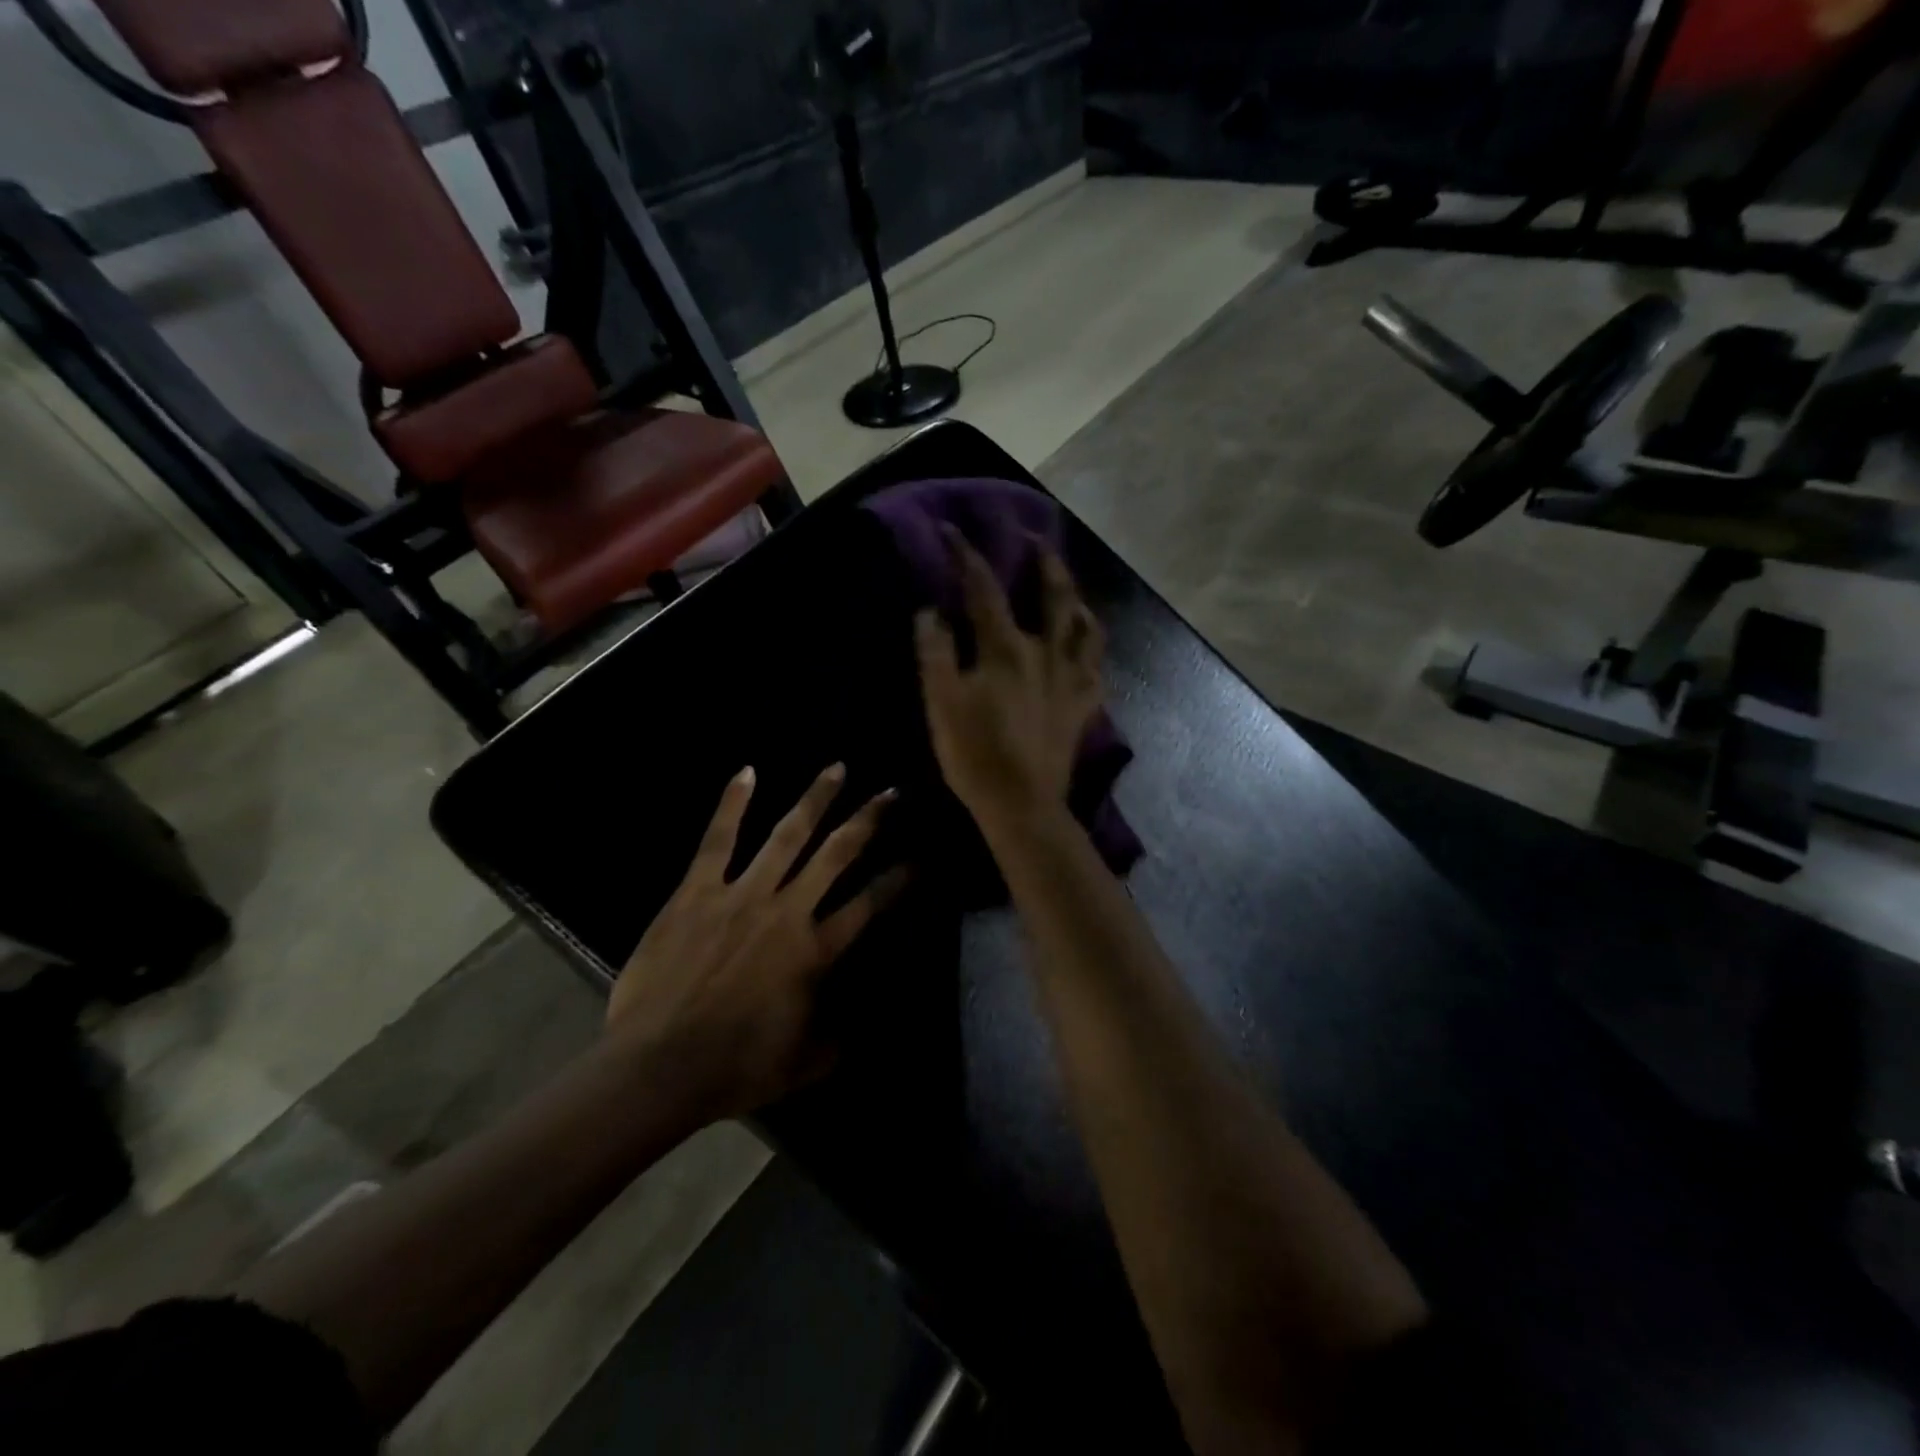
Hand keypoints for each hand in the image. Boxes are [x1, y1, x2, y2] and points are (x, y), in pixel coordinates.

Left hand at [607, 763, 905, 1119]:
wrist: (659, 1065)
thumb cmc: (737, 1067)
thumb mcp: (807, 1061)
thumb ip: (840, 1032)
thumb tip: (860, 1017)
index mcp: (816, 951)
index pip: (870, 903)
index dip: (898, 879)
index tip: (918, 858)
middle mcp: (788, 911)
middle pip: (837, 854)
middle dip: (868, 820)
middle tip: (890, 791)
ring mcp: (742, 895)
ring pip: (787, 836)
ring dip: (815, 799)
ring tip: (836, 768)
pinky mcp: (698, 891)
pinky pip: (719, 840)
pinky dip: (733, 804)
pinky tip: (747, 772)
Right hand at [914, 528, 1105, 832]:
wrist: (1020, 803)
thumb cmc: (974, 753)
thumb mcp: (941, 702)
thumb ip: (935, 652)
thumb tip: (930, 611)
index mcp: (1005, 648)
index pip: (984, 587)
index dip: (966, 554)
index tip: (952, 530)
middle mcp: (1046, 652)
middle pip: (1053, 594)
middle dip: (1044, 559)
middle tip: (1035, 536)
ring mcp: (1070, 679)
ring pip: (1085, 626)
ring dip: (1077, 598)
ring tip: (1069, 588)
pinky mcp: (1083, 706)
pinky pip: (1096, 668)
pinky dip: (1091, 650)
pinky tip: (1084, 646)